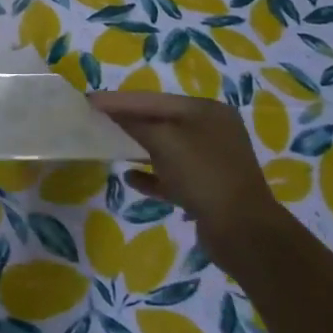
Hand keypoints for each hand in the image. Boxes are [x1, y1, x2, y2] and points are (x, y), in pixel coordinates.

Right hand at [89, 92, 281, 268]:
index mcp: (207, 111)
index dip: (120, 100)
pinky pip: (171, 176)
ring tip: (108, 145)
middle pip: (160, 121)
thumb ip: (133, 122)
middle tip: (95, 120)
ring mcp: (211, 162)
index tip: (88, 100)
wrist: (243, 233)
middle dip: (128, 121)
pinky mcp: (206, 189)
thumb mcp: (164, 141)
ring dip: (137, 147)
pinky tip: (130, 178)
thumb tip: (108, 110)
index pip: (154, 99)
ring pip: (165, 148)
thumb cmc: (203, 175)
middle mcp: (212, 131)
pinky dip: (150, 175)